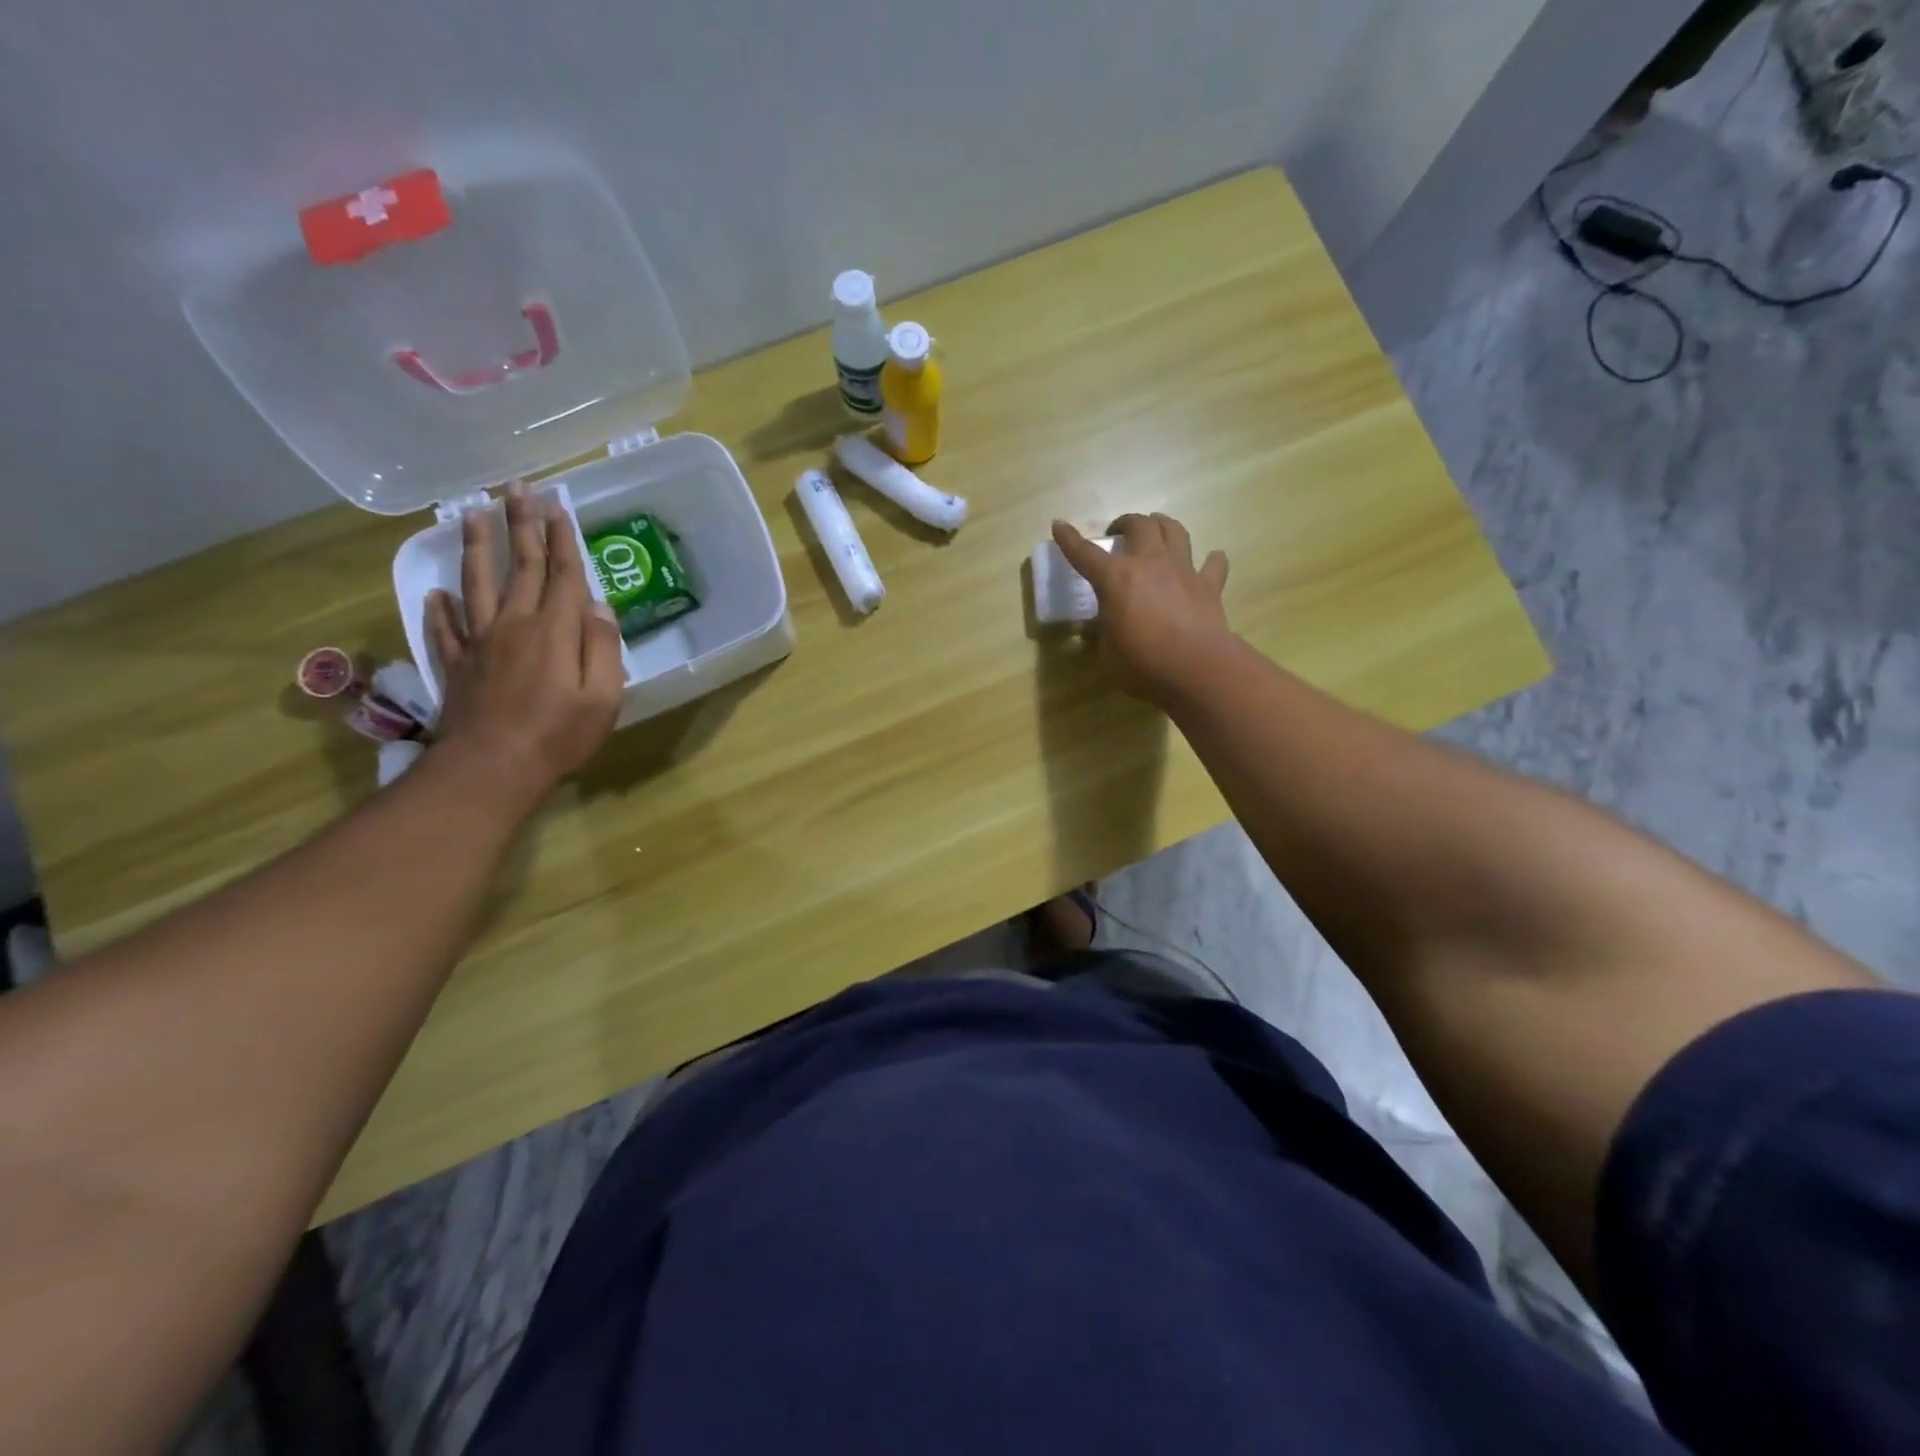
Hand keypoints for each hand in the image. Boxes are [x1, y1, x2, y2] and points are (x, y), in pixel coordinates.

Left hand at [424, 484, 624, 809]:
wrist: (491, 767)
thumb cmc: (559, 735)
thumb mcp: (603, 697)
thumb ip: (603, 648)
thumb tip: (598, 608)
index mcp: (555, 630)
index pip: (562, 574)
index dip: (562, 539)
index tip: (557, 505)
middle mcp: (516, 623)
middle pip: (521, 566)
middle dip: (521, 525)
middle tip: (516, 488)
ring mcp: (481, 642)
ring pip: (478, 583)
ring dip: (478, 547)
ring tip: (473, 513)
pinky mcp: (458, 664)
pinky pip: (446, 628)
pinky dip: (441, 607)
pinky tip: (437, 592)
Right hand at [1052, 513, 1230, 701]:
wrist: (1196, 668)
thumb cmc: (1142, 664)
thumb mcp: (1107, 654)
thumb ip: (1102, 635)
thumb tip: (1097, 630)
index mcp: (1115, 579)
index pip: (1085, 553)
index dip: (1068, 539)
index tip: (1059, 525)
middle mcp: (1149, 563)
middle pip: (1139, 525)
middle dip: (1126, 522)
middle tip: (1119, 532)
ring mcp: (1182, 570)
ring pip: (1175, 530)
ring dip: (1163, 524)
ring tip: (1157, 529)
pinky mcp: (1209, 585)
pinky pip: (1213, 563)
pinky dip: (1211, 560)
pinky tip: (1209, 561)